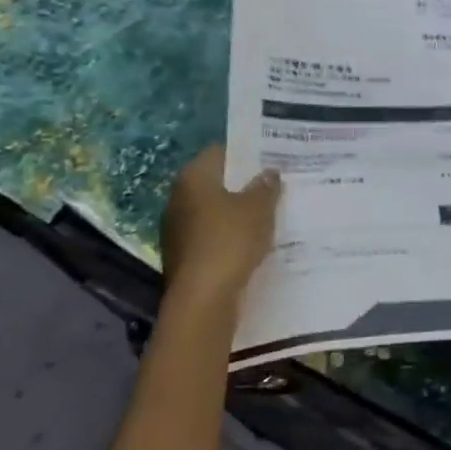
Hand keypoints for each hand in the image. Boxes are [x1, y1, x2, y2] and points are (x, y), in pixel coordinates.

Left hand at [160, 146, 280, 307]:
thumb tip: (269, 172)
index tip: (270, 159)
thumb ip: (266, 186)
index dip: (246, 153)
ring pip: (212, 210)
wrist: (203, 297)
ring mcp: (176, 228)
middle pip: (215, 182)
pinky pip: (210, 235)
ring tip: (267, 215)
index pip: (220, 152)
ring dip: (236, 212)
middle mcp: (178, 197)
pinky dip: (228, 235)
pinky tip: (251, 242)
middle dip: (242, 184)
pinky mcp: (182, 254)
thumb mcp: (259, 208)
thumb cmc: (230, 240)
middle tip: (274, 186)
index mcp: (193, 177)